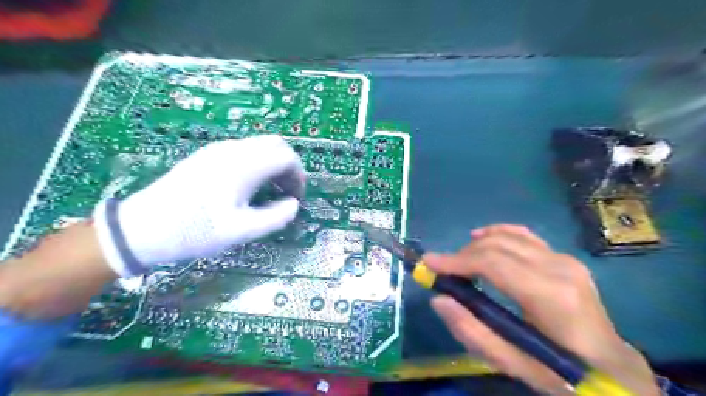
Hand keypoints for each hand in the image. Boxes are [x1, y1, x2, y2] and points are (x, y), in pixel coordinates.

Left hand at [93, 135, 302, 276]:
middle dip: (289, 166)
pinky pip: (244, 150)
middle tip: (287, 192)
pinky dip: (258, 163)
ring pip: (259, 145)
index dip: (298, 176)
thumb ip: (275, 217)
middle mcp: (233, 150)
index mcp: (244, 165)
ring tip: (270, 191)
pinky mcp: (207, 156)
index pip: (287, 156)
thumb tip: (293, 204)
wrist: (142, 228)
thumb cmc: (195, 231)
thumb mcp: (241, 232)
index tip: (296, 198)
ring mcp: (218, 150)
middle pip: (276, 144)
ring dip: (273, 164)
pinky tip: (249, 186)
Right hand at [421, 225, 658, 395]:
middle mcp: (559, 268)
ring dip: (475, 246)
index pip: (493, 263)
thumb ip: (474, 332)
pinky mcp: (563, 257)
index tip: (429, 263)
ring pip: (507, 237)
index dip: (456, 260)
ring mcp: (564, 259)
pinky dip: (497, 233)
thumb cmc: (564, 373)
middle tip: (441, 271)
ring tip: (458, 264)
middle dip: (462, 255)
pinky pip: (523, 235)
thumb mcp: (515, 365)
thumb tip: (439, 300)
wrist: (614, 368)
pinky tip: (480, 237)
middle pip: (496, 247)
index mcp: (551, 296)